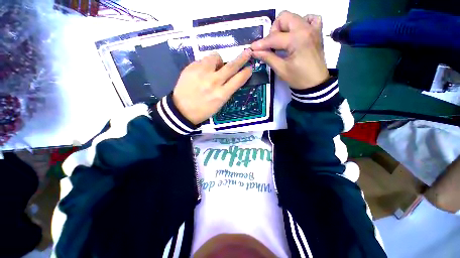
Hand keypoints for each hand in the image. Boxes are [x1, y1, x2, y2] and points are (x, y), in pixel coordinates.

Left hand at [173, 49, 252, 124]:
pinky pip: (203, 60)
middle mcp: (213, 82)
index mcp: (221, 94)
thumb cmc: (203, 110)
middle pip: (231, 66)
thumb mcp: (219, 104)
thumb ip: (226, 90)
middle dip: (242, 58)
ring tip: (214, 68)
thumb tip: (231, 77)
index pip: (238, 80)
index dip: (246, 73)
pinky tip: (202, 72)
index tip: (249, 68)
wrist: (181, 110)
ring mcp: (201, 73)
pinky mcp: (191, 67)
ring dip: (219, 61)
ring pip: (216, 57)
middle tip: (247, 52)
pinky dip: (206, 64)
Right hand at [251, 11, 328, 89]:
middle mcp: (306, 28)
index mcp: (297, 39)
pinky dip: (300, 23)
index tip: (252, 48)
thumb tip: (255, 51)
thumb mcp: (281, 69)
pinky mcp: (317, 32)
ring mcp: (313, 28)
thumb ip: (268, 57)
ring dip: (285, 27)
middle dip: (274, 31)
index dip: (261, 44)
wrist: (315, 83)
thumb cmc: (298, 78)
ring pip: (294, 17)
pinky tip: (296, 34)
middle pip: (284, 18)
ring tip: (283, 41)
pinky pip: (310, 18)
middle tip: (271, 45)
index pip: (274, 37)